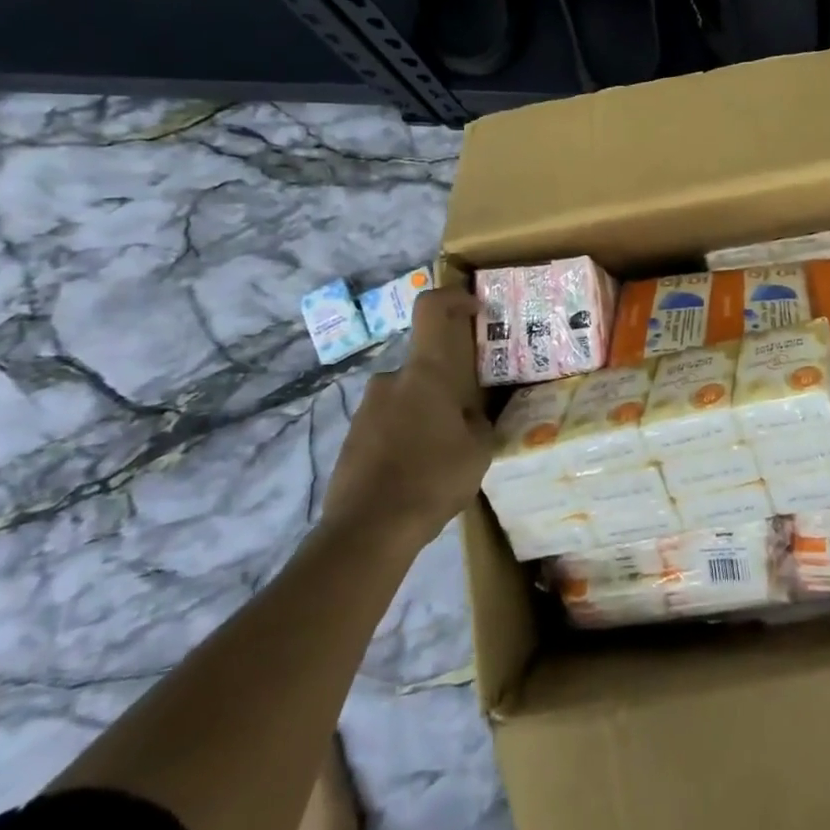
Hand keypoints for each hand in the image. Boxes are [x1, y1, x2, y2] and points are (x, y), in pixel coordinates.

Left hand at [321, 286, 491, 548]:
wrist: (366, 532)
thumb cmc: (431, 479)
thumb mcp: (478, 450)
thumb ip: (477, 422)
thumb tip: (468, 417)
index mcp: (425, 373)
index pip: (431, 309)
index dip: (453, 297)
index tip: (474, 308)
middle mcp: (391, 380)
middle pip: (423, 366)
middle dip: (445, 387)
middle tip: (466, 419)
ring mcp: (366, 410)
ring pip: (406, 398)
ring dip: (424, 415)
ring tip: (442, 456)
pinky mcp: (350, 439)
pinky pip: (387, 425)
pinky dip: (404, 438)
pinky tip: (416, 474)